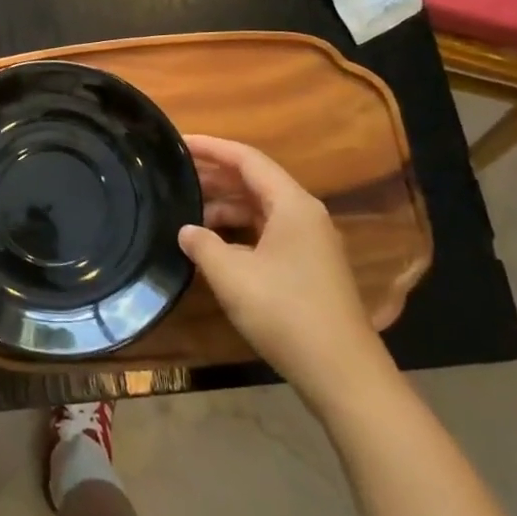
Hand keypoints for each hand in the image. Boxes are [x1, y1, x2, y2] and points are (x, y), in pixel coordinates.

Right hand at [180, 134, 389, 406]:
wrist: (342, 373)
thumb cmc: (285, 312)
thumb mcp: (231, 275)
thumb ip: (202, 244)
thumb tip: (186, 230)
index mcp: (292, 204)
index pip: (247, 159)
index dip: (211, 147)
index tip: (177, 142)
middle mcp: (304, 215)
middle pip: (254, 181)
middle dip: (214, 176)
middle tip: (174, 174)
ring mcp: (309, 242)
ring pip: (259, 208)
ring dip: (224, 206)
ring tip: (185, 211)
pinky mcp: (307, 267)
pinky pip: (266, 231)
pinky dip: (237, 230)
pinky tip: (212, 244)